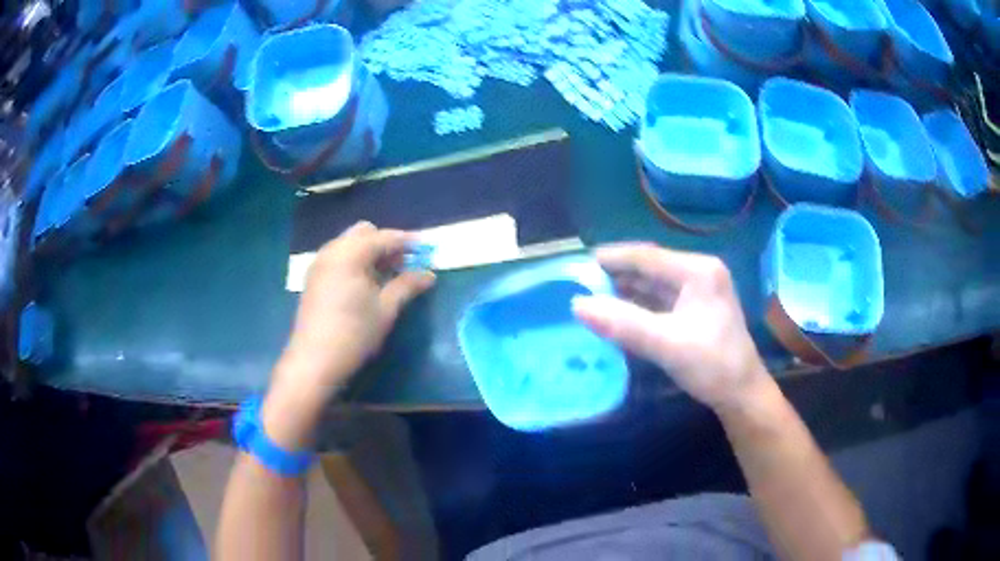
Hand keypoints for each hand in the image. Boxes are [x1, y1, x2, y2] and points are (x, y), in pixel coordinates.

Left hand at [282, 221, 435, 386]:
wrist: (314, 361)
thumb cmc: (354, 334)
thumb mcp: (386, 309)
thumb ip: (407, 285)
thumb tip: (429, 274)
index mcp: (350, 254)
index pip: (384, 237)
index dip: (407, 242)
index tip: (427, 249)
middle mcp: (332, 251)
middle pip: (363, 233)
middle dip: (385, 244)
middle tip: (403, 265)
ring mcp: (319, 263)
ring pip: (349, 244)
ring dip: (370, 253)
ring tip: (386, 276)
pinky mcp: (314, 278)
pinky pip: (338, 257)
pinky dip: (355, 261)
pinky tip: (365, 284)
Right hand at [572, 243, 769, 412]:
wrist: (741, 394)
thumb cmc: (712, 365)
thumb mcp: (667, 344)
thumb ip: (623, 324)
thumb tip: (577, 305)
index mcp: (698, 271)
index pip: (647, 257)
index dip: (611, 258)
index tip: (577, 263)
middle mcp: (698, 274)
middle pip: (649, 269)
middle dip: (615, 276)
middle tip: (578, 285)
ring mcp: (697, 292)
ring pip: (652, 286)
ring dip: (623, 292)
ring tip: (590, 299)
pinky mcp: (693, 310)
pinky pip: (658, 302)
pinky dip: (636, 307)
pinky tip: (615, 314)